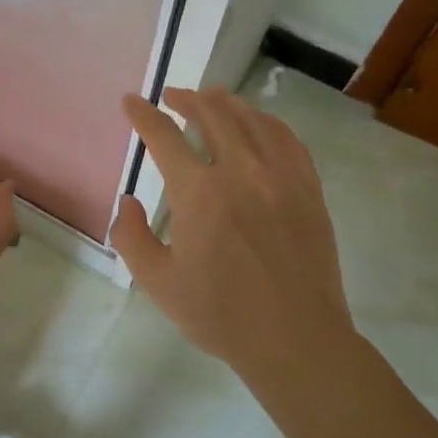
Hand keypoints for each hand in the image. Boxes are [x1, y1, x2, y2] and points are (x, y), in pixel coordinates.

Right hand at [111, 87, 355, 388]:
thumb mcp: (158, 283)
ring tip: (211, 99)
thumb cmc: (221, 315)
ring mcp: (281, 177)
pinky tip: (257, 124)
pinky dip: (266, 122)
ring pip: (251, 119)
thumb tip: (129, 201)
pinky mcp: (308, 189)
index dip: (143, 114)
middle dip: (186, 98)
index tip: (132, 102)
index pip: (164, 136)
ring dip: (225, 103)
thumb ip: (131, 237)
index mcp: (199, 193)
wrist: (296, 340)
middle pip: (212, 113)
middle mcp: (241, 172)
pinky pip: (287, 139)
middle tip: (172, 97)